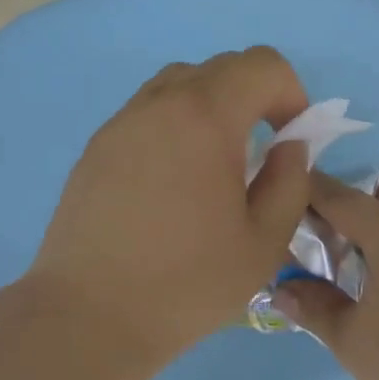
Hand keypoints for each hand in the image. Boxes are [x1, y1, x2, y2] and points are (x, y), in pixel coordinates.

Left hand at [29, 47, 311, 362]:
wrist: (88, 315)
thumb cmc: (186, 283)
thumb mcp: (265, 241)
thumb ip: (290, 182)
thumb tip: (288, 147)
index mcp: (206, 117)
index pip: (262, 65)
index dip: (291, 93)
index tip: (289, 139)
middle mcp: (160, 104)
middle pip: (221, 67)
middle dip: (255, 97)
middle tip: (259, 153)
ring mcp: (122, 122)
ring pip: (180, 84)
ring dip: (212, 107)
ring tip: (215, 163)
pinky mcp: (97, 146)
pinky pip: (148, 112)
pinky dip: (175, 125)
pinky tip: (173, 181)